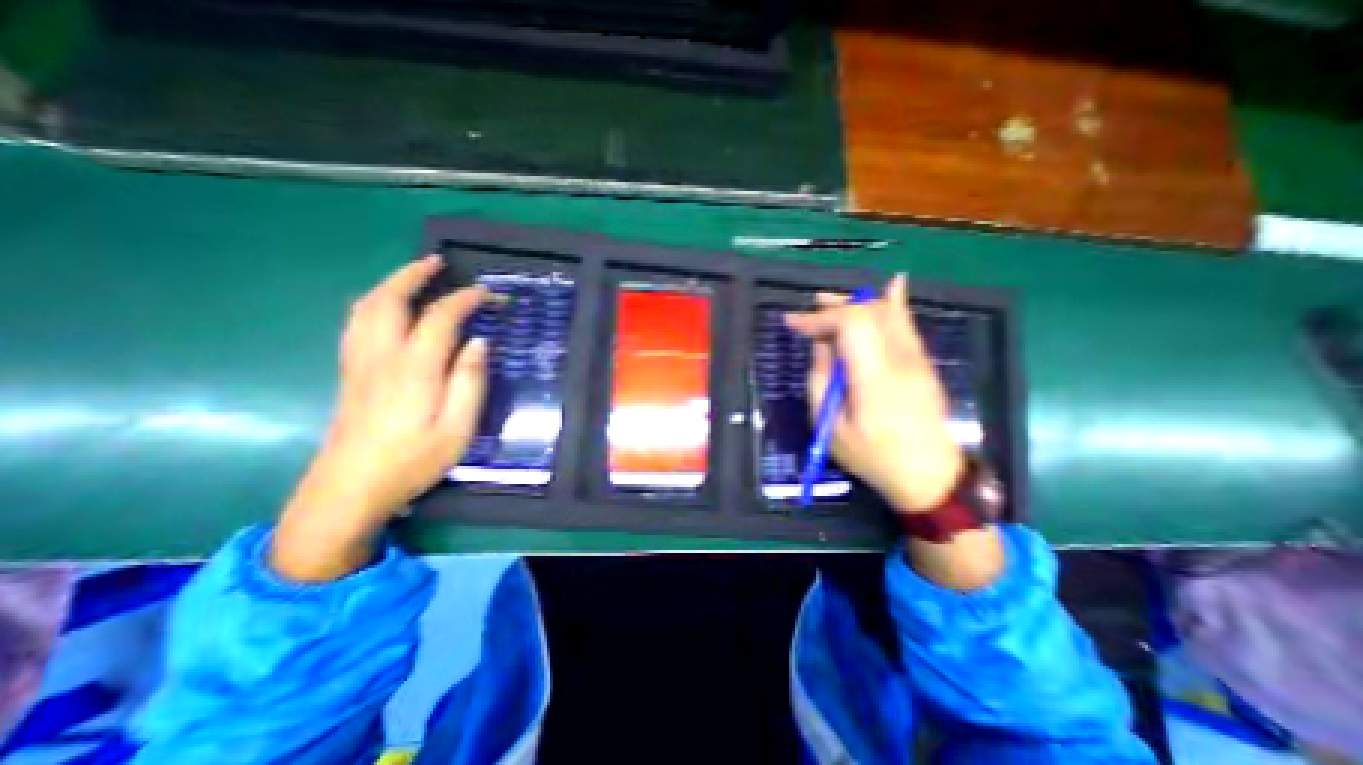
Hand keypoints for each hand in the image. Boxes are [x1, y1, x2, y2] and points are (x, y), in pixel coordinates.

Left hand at [273, 256, 489, 580]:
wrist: (348, 490)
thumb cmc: (413, 461)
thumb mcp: (458, 428)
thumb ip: (470, 382)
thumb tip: (480, 343)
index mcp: (415, 368)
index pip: (441, 317)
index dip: (465, 299)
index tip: (487, 293)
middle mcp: (382, 355)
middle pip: (390, 299)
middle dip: (414, 274)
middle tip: (437, 262)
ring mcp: (359, 362)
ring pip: (366, 307)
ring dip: (391, 283)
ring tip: (413, 275)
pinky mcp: (349, 372)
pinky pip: (356, 322)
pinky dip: (373, 302)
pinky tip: (386, 307)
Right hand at [782, 274, 962, 513]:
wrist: (931, 476)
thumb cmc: (873, 457)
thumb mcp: (831, 428)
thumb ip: (821, 381)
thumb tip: (821, 345)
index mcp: (874, 378)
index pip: (850, 326)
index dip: (818, 318)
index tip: (792, 323)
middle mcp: (899, 359)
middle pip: (869, 313)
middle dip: (834, 306)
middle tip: (809, 308)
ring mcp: (916, 358)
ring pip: (888, 312)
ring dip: (856, 302)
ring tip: (830, 300)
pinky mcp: (923, 362)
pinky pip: (907, 323)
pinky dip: (893, 302)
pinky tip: (890, 286)